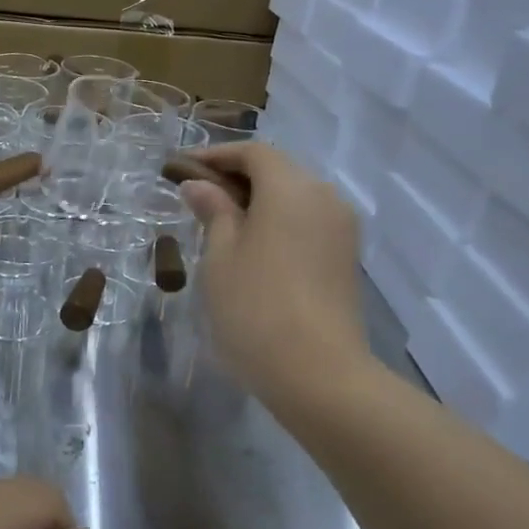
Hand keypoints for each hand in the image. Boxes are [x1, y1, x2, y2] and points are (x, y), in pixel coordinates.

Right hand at [180, 143, 373, 407]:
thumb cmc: (256, 307)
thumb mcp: (220, 256)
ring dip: (258, 200)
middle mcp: (324, 197)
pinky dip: (278, 221)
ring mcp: (341, 228)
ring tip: (220, 222)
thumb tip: (201, 186)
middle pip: (278, 170)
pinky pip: (308, 221)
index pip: (253, 153)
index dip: (215, 155)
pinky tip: (252, 245)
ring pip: (295, 196)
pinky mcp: (346, 257)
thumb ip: (213, 212)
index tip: (181, 168)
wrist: (319, 375)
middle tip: (196, 195)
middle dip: (236, 176)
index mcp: (292, 188)